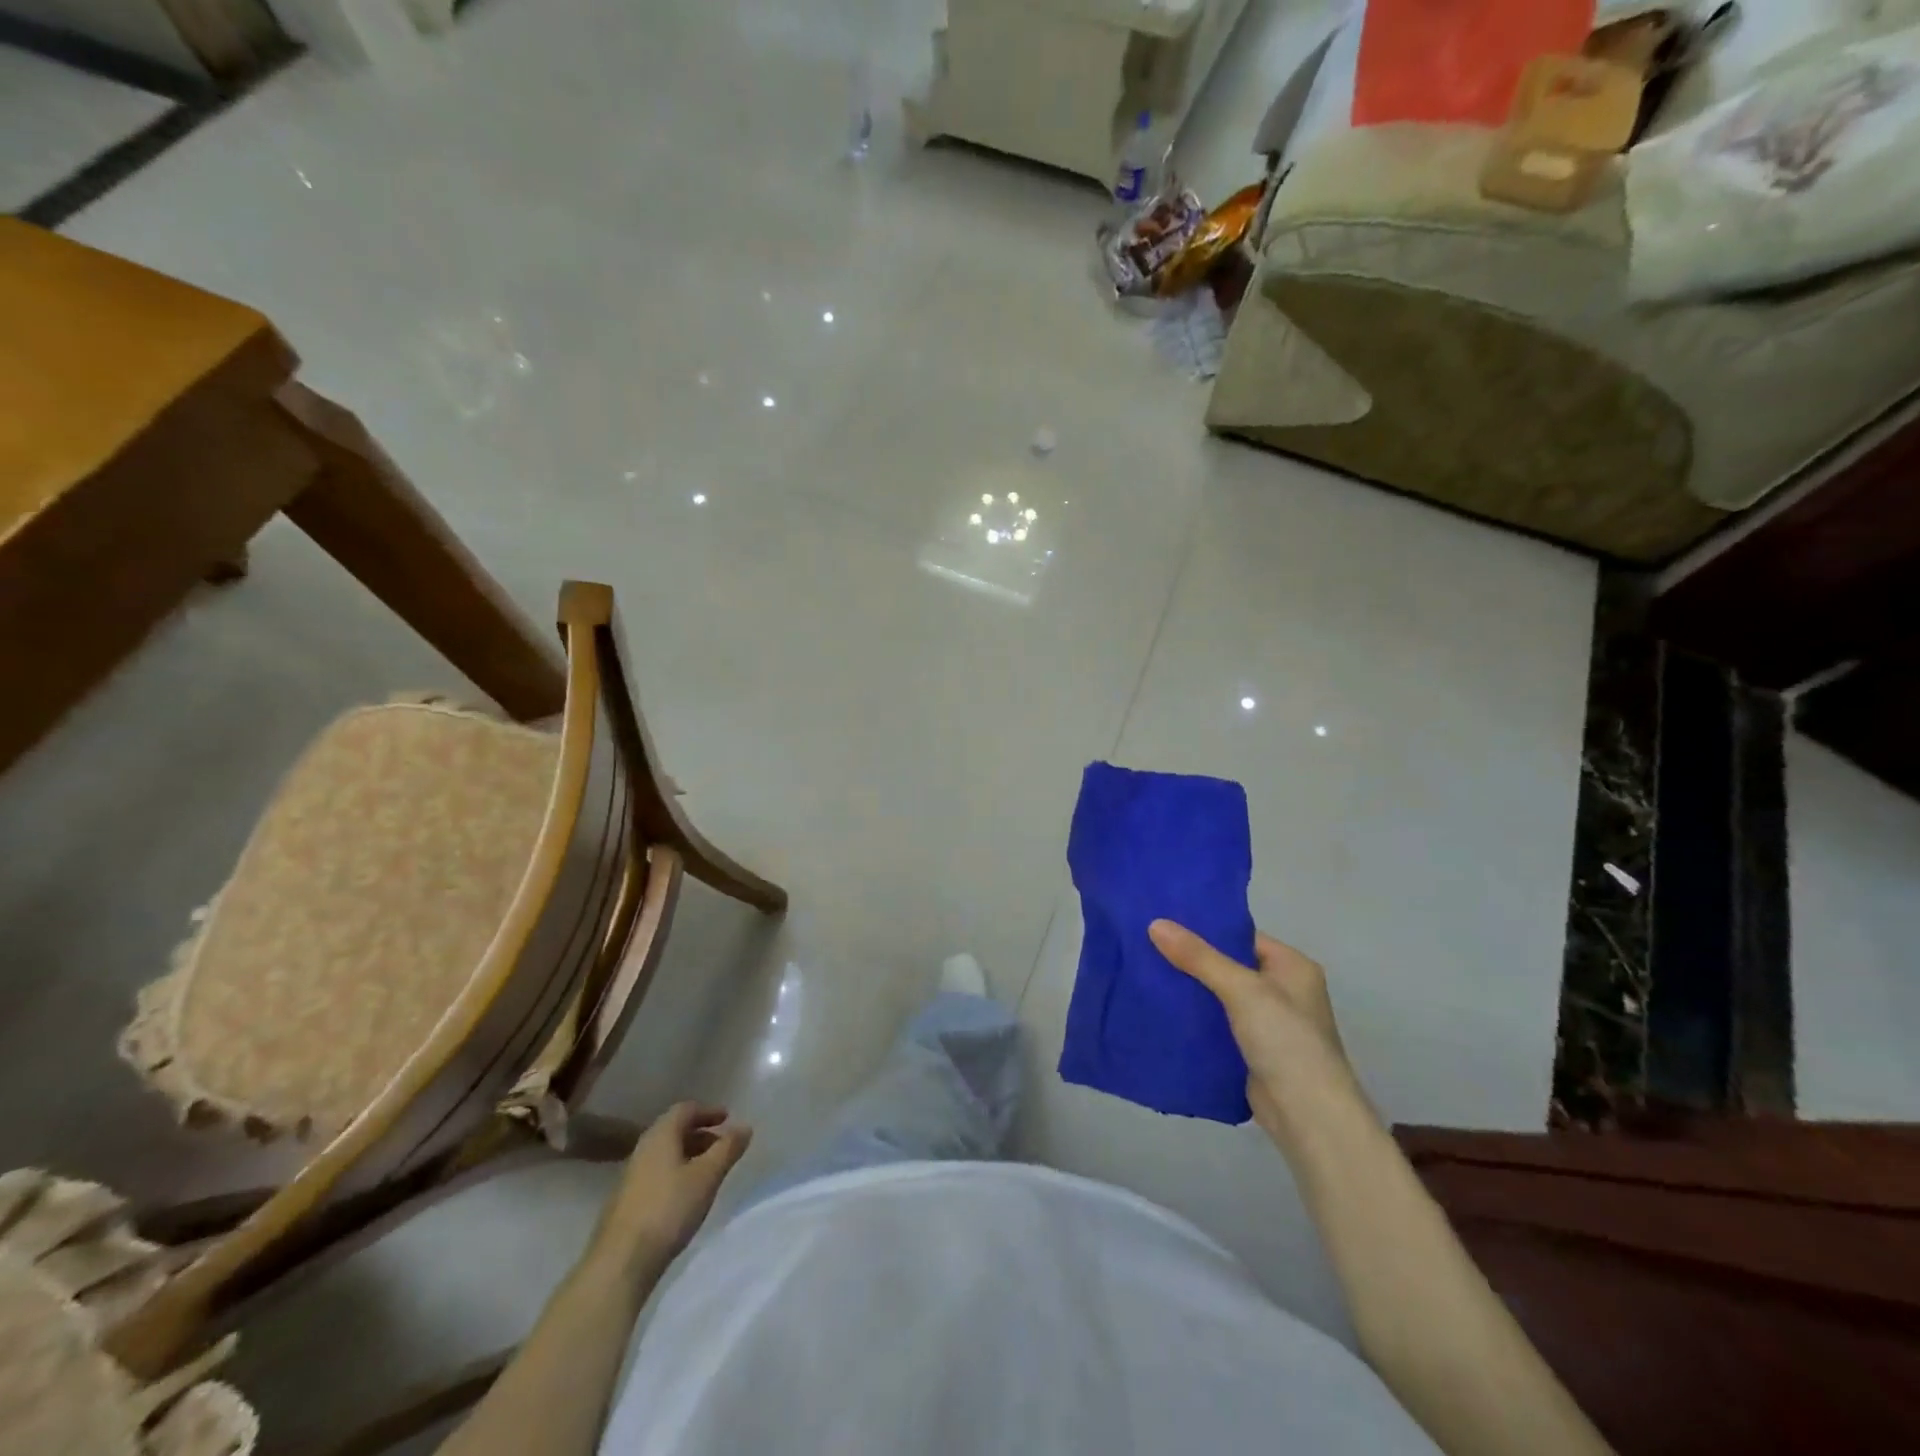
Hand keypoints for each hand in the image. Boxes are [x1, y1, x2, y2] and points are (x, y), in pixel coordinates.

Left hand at [591, 1103, 752, 1273]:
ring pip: (665, 1155)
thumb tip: (745, 1126)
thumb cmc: (668, 1209)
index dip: (708, 1111)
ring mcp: (631, 1177)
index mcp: (660, 1135)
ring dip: (689, 1156)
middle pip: (674, 1131)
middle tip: (722, 1146)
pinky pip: (657, 1175)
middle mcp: (642, 1149)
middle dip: (700, 1134)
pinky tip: (686, 1196)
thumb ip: (728, 1148)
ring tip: (709, 1172)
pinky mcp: (627, 1203)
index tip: (727, 1118)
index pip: (685, 1109)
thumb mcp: (707, 1176)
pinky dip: (676, 1174)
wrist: (620, 1263)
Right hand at [1149, 920, 1363, 1151]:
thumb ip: (1198, 957)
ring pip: (1219, 996)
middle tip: (1146, 944)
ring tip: (1145, 971)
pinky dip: (1194, 1018)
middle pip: (1228, 965)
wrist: (1308, 1116)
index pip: (1241, 936)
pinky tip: (1161, 1009)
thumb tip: (1155, 924)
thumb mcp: (1241, 989)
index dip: (1204, 929)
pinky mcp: (1251, 1051)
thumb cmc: (1285, 1040)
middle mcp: (1283, 990)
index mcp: (1292, 967)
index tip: (1164, 921)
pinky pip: (1216, 1024)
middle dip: (1191, 959)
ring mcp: (1268, 1023)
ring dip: (1190, 990)